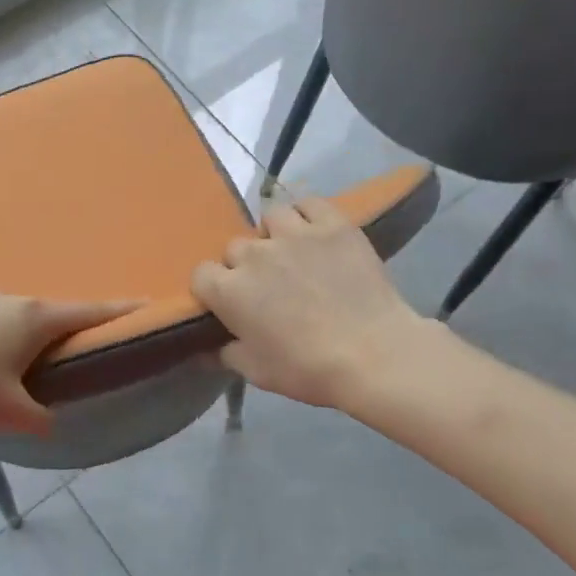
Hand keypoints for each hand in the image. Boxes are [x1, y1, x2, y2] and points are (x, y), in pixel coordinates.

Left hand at [0, 292, 137, 432]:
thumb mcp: (10, 413)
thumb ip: (41, 420)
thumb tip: (50, 422)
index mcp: (36, 319)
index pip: (89, 312)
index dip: (120, 312)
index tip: (147, 304)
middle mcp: (13, 299)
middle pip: (55, 312)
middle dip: (71, 328)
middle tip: (82, 348)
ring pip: (20, 314)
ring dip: (32, 331)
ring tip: (30, 357)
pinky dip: (2, 333)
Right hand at [192, 198, 422, 408]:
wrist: (373, 354)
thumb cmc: (307, 368)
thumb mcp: (256, 372)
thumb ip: (224, 355)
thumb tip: (203, 352)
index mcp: (229, 291)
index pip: (201, 274)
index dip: (213, 289)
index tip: (228, 304)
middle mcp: (254, 255)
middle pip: (235, 248)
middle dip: (244, 265)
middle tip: (266, 287)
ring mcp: (295, 234)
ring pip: (270, 218)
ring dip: (273, 235)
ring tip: (289, 253)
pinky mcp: (333, 225)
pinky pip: (309, 204)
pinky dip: (306, 215)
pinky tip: (314, 232)